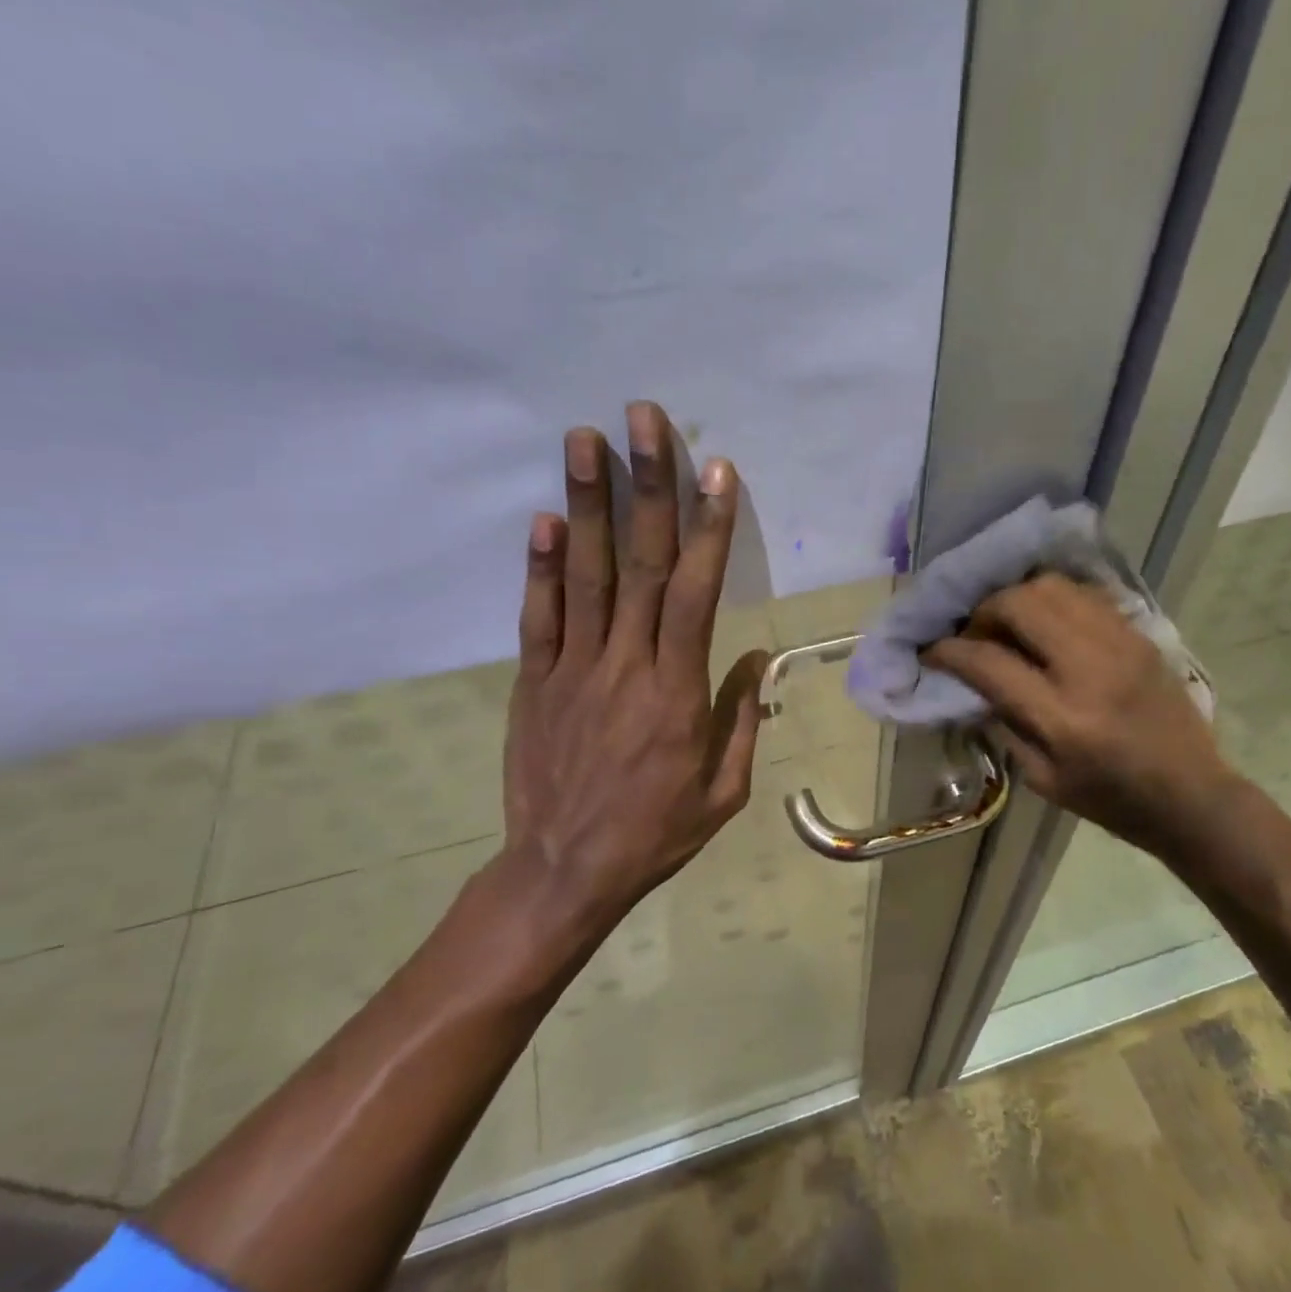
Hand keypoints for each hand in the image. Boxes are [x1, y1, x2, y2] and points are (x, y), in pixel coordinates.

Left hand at [481, 402, 767, 972]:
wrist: (563, 873)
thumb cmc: (655, 833)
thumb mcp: (723, 790)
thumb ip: (741, 717)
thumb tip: (757, 658)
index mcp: (677, 690)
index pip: (695, 592)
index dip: (709, 528)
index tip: (716, 471)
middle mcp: (624, 664)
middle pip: (638, 563)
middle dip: (646, 486)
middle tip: (643, 418)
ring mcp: (572, 669)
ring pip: (583, 575)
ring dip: (586, 504)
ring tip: (583, 439)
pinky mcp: (533, 682)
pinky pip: (537, 616)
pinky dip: (539, 566)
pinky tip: (543, 518)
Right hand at [924, 574, 1236, 855]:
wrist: (1192, 795)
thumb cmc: (1111, 800)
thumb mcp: (1044, 779)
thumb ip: (1003, 725)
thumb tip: (969, 684)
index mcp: (1062, 718)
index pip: (989, 662)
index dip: (949, 651)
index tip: (931, 651)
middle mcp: (1089, 668)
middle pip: (1019, 604)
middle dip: (982, 611)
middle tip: (975, 633)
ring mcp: (1119, 643)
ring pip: (1051, 587)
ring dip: (1017, 598)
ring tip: (1009, 623)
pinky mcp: (1138, 634)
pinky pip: (1084, 594)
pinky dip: (1053, 599)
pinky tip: (1046, 623)